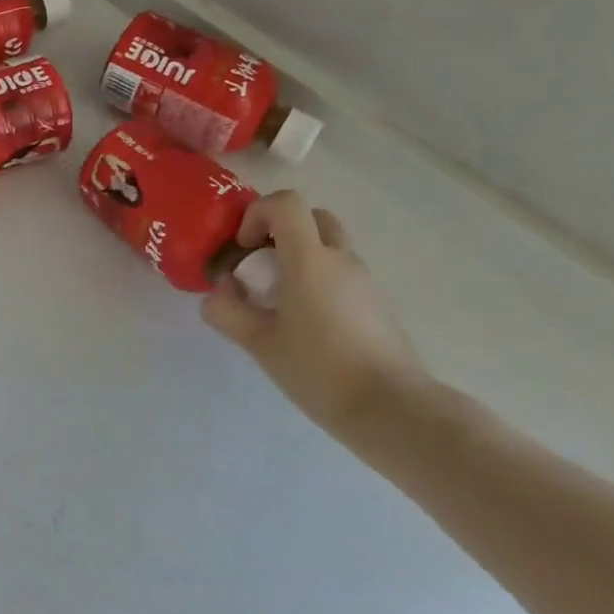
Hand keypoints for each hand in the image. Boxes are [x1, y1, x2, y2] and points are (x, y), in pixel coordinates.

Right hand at [201, 192, 423, 435]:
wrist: (393, 410)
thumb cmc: (319, 370)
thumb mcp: (258, 343)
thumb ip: (227, 311)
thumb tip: (219, 292)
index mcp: (310, 260)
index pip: (286, 204)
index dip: (257, 214)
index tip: (244, 249)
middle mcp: (341, 260)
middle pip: (312, 218)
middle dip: (280, 231)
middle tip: (260, 265)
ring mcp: (365, 280)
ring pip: (328, 246)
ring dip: (299, 257)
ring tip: (279, 301)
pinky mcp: (377, 303)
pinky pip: (341, 273)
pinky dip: (318, 280)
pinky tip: (306, 322)